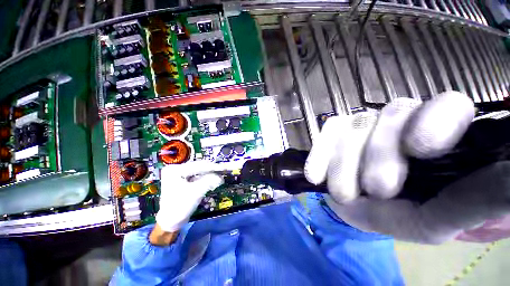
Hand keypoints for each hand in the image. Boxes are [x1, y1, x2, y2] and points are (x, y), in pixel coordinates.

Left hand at [155, 160, 223, 232]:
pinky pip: (197, 176)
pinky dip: (205, 178)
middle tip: (222, 173)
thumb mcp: (196, 193)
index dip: (211, 167)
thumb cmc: (180, 207)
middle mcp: (176, 169)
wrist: (171, 222)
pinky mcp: (182, 179)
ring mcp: (179, 174)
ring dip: (209, 174)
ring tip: (218, 177)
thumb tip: (221, 177)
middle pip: (198, 167)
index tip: (223, 168)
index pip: (197, 166)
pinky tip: (212, 181)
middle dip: (210, 171)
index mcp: (175, 170)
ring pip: (198, 171)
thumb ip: (209, 182)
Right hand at [305, 91, 509, 243]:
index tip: (419, 150)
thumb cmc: (409, 214)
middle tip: (376, 190)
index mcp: (440, 134)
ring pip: (353, 125)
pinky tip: (314, 176)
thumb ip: (472, 203)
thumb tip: (508, 181)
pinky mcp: (336, 131)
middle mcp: (402, 120)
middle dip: (378, 154)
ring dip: (344, 163)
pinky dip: (318, 154)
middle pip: (390, 116)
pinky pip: (326, 132)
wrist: (366, 208)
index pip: (447, 106)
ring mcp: (363, 123)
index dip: (433, 121)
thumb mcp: (440, 217)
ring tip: (343, 194)